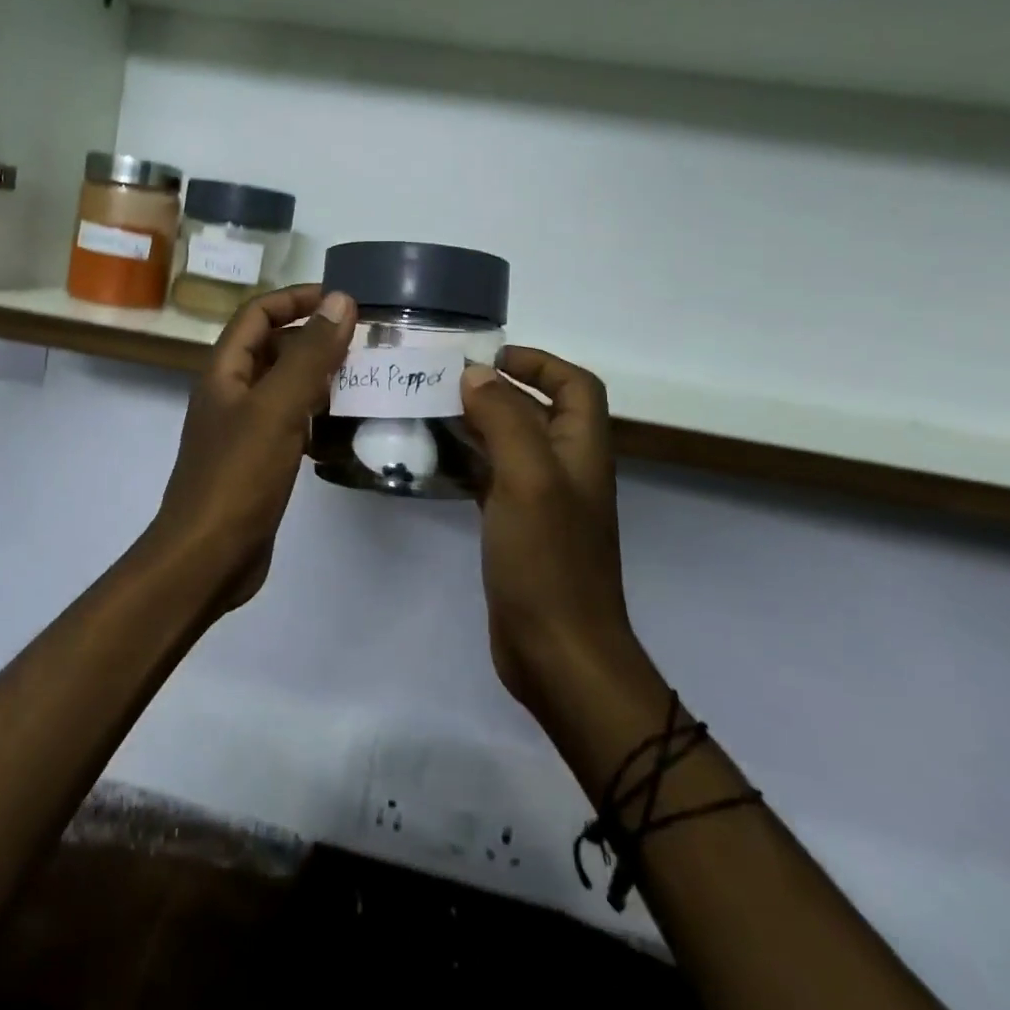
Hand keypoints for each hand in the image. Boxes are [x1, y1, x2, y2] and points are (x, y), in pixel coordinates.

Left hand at [149, 284, 356, 612]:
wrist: (207, 558)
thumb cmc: (238, 476)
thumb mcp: (278, 408)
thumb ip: (309, 353)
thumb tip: (340, 300)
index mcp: (225, 371)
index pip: (258, 313)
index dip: (296, 298)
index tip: (343, 301)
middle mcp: (231, 393)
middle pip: (273, 347)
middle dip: (315, 338)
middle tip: (365, 342)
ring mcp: (243, 429)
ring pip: (284, 387)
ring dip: (320, 377)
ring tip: (365, 377)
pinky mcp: (258, 461)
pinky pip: (290, 423)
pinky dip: (316, 416)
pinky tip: (346, 426)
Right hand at [460, 349, 636, 716]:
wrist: (558, 652)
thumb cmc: (548, 559)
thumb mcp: (527, 478)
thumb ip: (504, 418)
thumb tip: (476, 375)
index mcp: (581, 450)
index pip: (576, 385)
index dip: (540, 362)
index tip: (491, 357)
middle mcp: (565, 469)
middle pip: (538, 410)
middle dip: (497, 389)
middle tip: (443, 381)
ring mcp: (541, 501)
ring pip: (510, 444)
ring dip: (477, 424)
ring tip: (429, 411)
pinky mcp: (516, 529)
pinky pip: (492, 479)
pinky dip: (468, 461)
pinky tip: (433, 460)